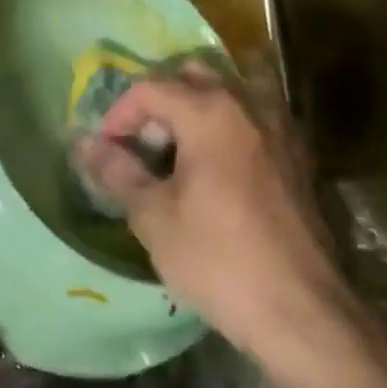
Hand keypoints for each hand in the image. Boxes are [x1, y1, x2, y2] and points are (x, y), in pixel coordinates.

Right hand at [72, 64, 365, 359]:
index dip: (119, 114)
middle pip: (194, 76)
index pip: (152, 88)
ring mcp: (280, 130)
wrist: (301, 311)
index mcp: (211, 112)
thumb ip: (118, 171)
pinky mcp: (298, 158)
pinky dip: (226, 129)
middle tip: (141, 143)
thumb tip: (85, 144)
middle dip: (160, 101)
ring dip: (195, 110)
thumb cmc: (218, 259)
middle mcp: (249, 106)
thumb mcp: (153, 217)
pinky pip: (253, 121)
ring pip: (229, 94)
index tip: (106, 150)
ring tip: (175, 154)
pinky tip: (214, 172)